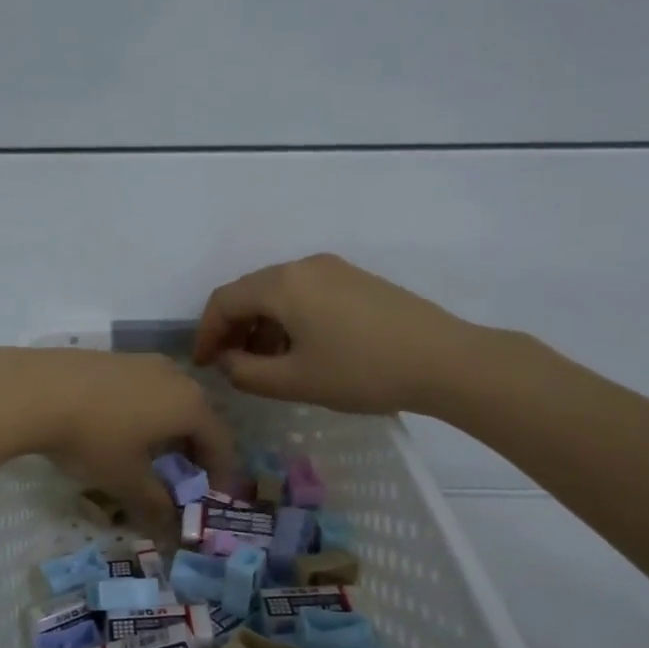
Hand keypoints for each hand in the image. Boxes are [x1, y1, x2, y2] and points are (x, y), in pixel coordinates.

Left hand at [0, 347, 234, 537]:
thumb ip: (155, 504)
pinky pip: (144, 387)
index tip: (213, 494)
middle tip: (184, 475)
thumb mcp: (125, 479)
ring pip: (170, 397)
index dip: (221, 471)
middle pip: (198, 415)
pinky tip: (120, 427)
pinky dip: (145, 409)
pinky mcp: (114, 357)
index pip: (221, 441)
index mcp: (190, 405)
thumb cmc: (93, 438)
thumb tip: (171, 529)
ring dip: (169, 427)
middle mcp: (175, 376)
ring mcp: (143, 361)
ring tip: (151, 452)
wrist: (36, 389)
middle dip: (196, 448)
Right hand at [191, 253, 492, 415]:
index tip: (203, 365)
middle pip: (250, 291)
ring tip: (265, 364)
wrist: (445, 360)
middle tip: (230, 365)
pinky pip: (305, 294)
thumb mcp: (295, 381)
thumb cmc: (361, 372)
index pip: (224, 300)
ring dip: (261, 325)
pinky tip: (300, 349)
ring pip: (279, 293)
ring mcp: (333, 269)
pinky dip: (289, 319)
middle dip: (233, 328)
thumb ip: (247, 373)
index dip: (206, 333)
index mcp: (282, 285)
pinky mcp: (356, 280)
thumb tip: (227, 362)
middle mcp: (303, 266)